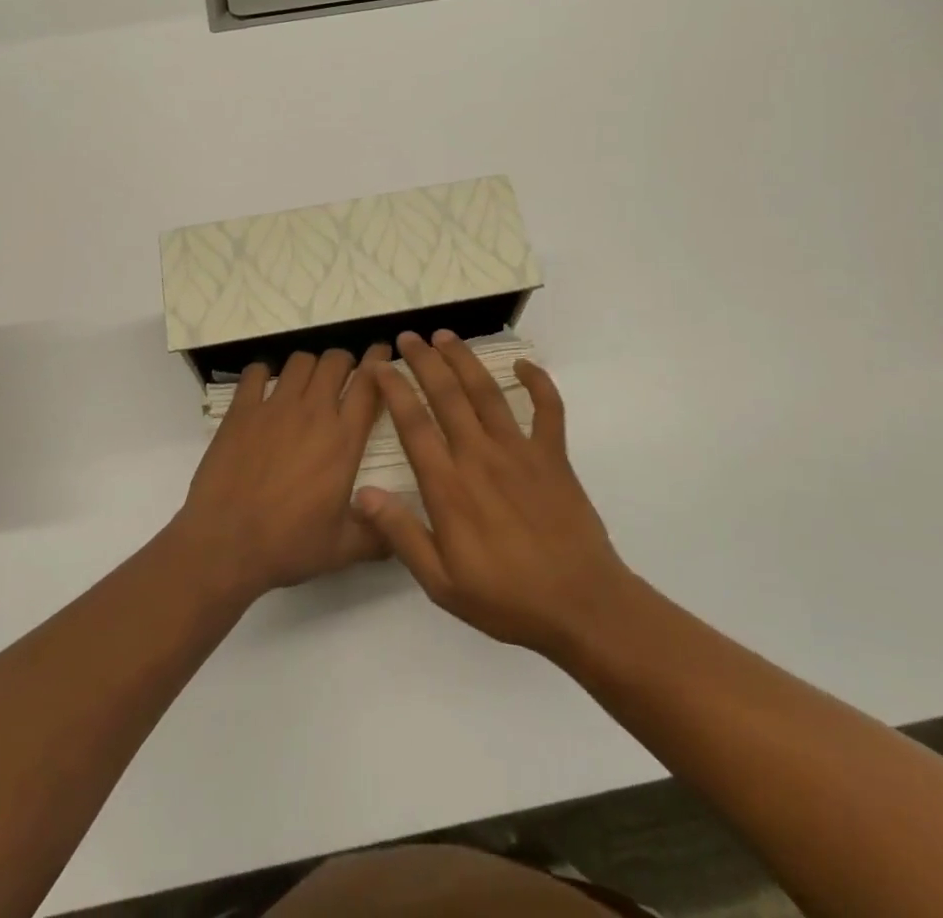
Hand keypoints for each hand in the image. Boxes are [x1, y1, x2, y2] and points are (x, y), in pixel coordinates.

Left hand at [172, 346, 390, 602]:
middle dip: (344, 362)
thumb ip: (379, 536)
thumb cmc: (288, 545)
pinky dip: (263, 374)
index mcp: (344, 439)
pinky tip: (264, 388)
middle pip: (335, 361)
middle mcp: (313, 412)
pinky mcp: (241, 410)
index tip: (383, 352)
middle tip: (344, 376)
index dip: (380, 362)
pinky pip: (256, 373)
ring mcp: (274, 407)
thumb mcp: (343, 549)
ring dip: (309, 366)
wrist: (225, 543)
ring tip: (307, 382)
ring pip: (300, 361)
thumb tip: (403, 532)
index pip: (369, 383)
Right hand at [354, 330, 633, 656]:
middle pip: (447, 395)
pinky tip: (524, 365)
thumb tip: (362, 494)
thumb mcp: (441, 582)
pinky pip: (548, 408)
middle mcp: (480, 456)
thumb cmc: (506, 598)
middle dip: (424, 360)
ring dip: (464, 360)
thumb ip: (400, 534)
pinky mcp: (553, 456)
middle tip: (408, 336)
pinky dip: (538, 382)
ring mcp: (520, 451)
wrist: (580, 606)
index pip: (413, 424)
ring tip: (446, 336)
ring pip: (487, 392)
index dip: (393, 390)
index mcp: (449, 486)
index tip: (379, 367)